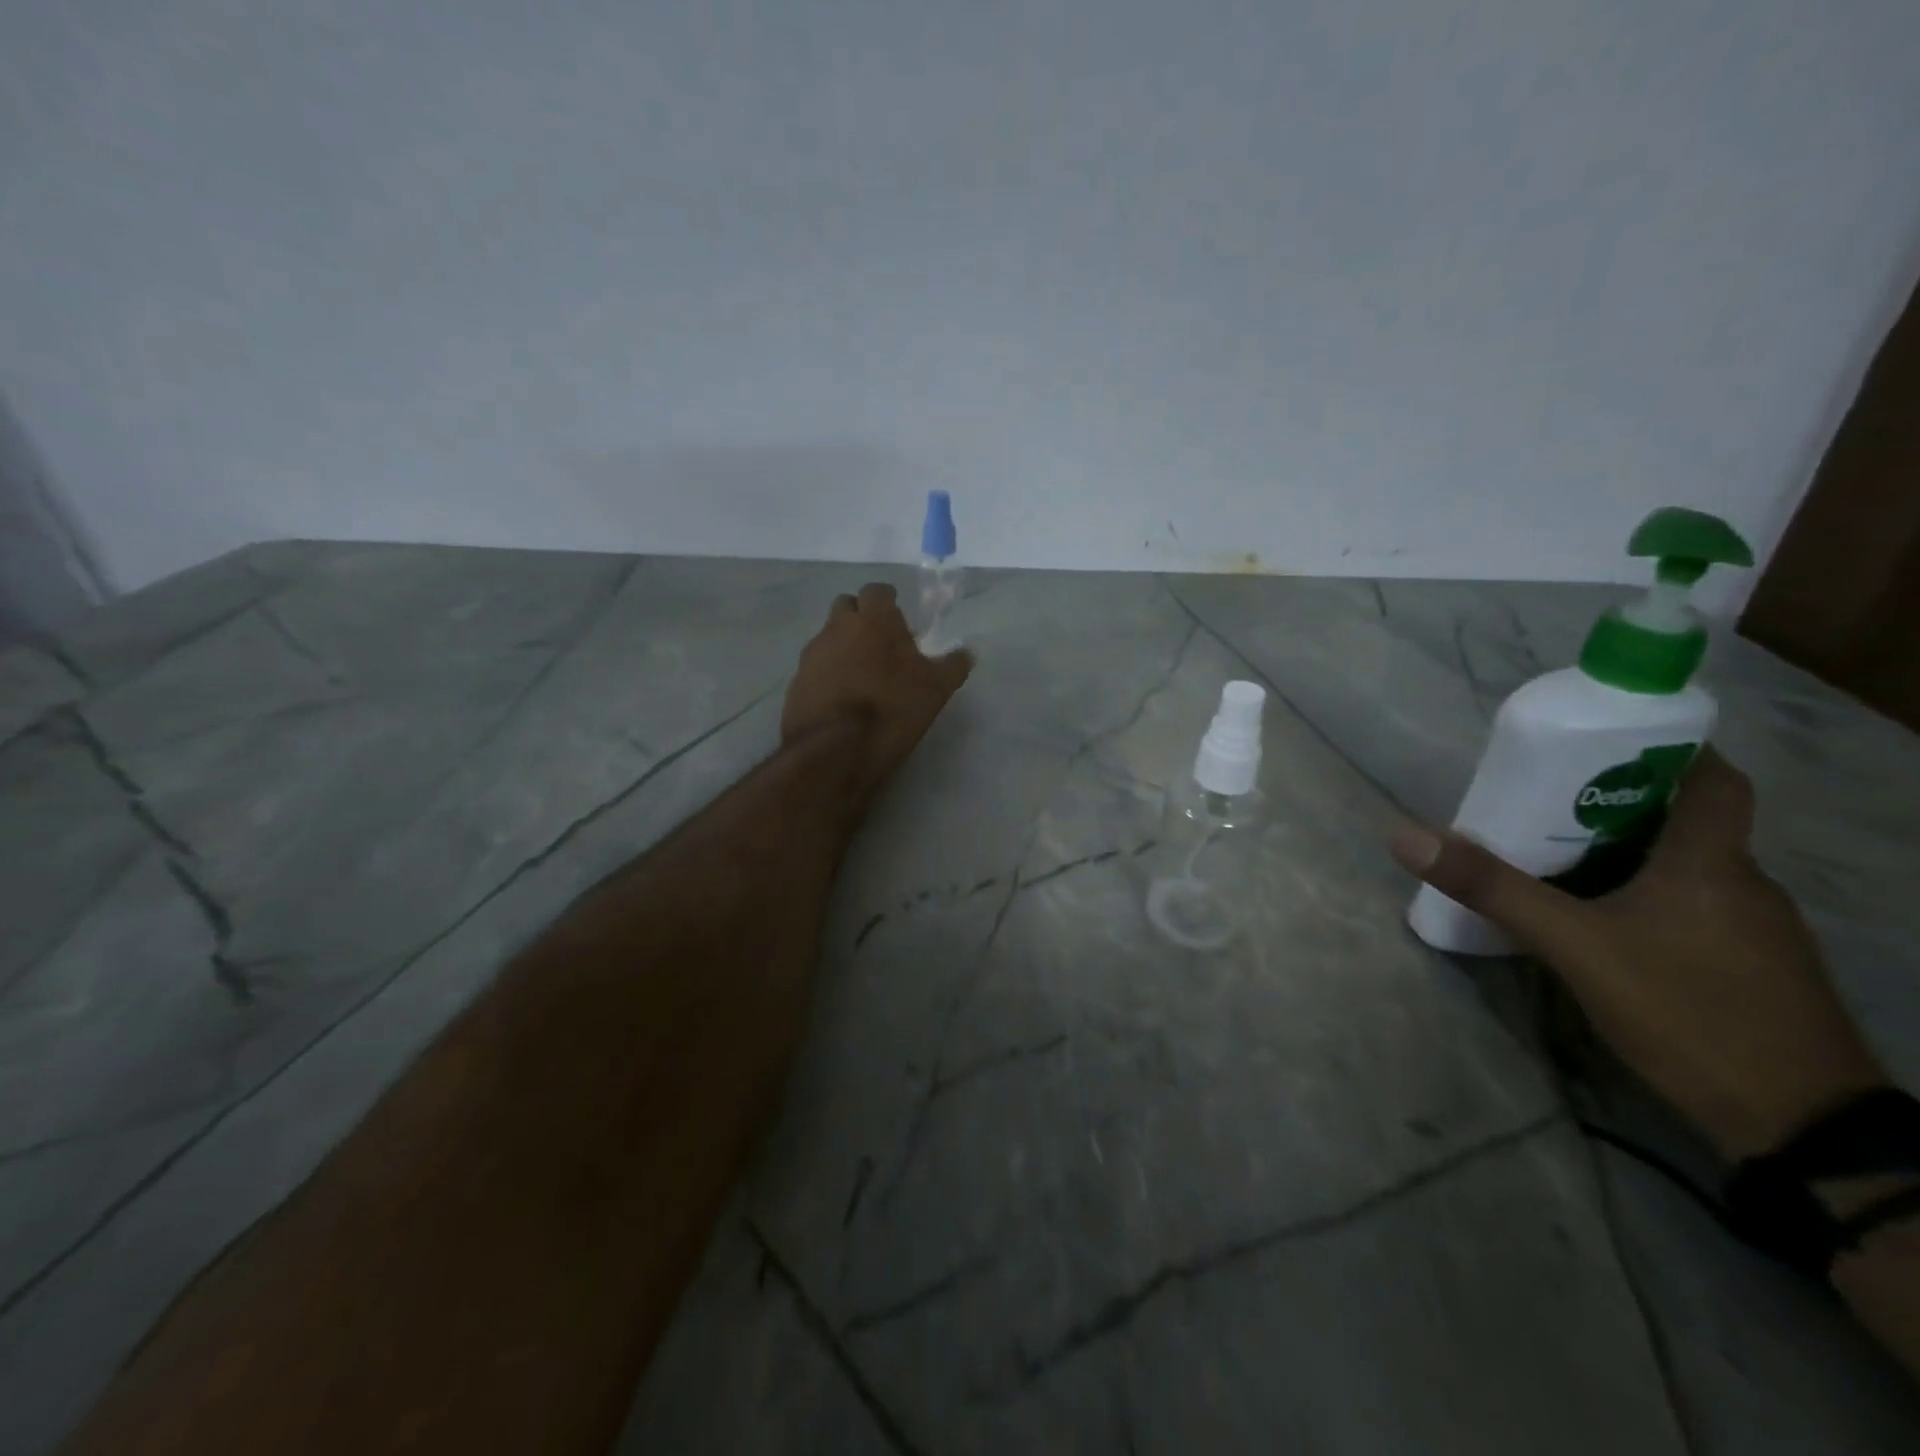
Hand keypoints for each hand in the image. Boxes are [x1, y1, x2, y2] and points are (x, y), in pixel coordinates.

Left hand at [782, 582, 973, 801]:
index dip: (889, 603)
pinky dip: (828, 675)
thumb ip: (952, 666)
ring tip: (862, 676)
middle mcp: (837, 628)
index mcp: (874, 620)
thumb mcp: (935, 690)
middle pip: (846, 607)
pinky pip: (815, 668)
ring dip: (843, 648)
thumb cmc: (892, 708)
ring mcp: (811, 655)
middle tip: (880, 644)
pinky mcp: (795, 683)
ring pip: (828, 638)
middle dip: (861, 618)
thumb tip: (966, 653)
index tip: (899, 620)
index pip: (877, 591)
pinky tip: (842, 699)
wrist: (834, 750)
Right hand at [1392, 748, 1889, 1159]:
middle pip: (1687, 820)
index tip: (1605, 742)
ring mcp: (1756, 931)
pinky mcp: (1754, 969)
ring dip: (1629, 852)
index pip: (1714, 779)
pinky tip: (1602, 920)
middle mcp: (1744, 885)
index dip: (1668, 749)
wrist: (1800, 1130)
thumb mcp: (1575, 948)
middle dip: (1620, 802)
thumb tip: (1408, 838)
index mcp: (1712, 863)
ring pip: (1688, 867)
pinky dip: (1646, 894)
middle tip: (1548, 798)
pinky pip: (1693, 906)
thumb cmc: (1689, 1013)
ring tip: (1558, 854)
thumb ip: (1494, 891)